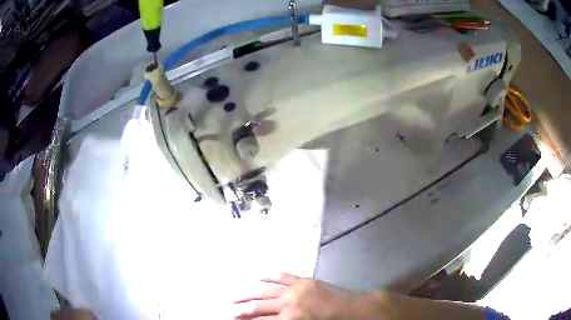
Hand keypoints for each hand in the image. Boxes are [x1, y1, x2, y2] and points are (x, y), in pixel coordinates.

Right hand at [234, 273, 384, 319]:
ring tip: (236, 295)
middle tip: (231, 309)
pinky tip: (258, 276)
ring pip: (266, 290)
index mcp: (290, 318)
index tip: (236, 318)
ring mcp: (295, 289)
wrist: (351, 308)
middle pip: (259, 306)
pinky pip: (282, 276)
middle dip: (243, 308)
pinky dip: (269, 276)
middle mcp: (288, 303)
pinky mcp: (303, 280)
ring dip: (250, 293)